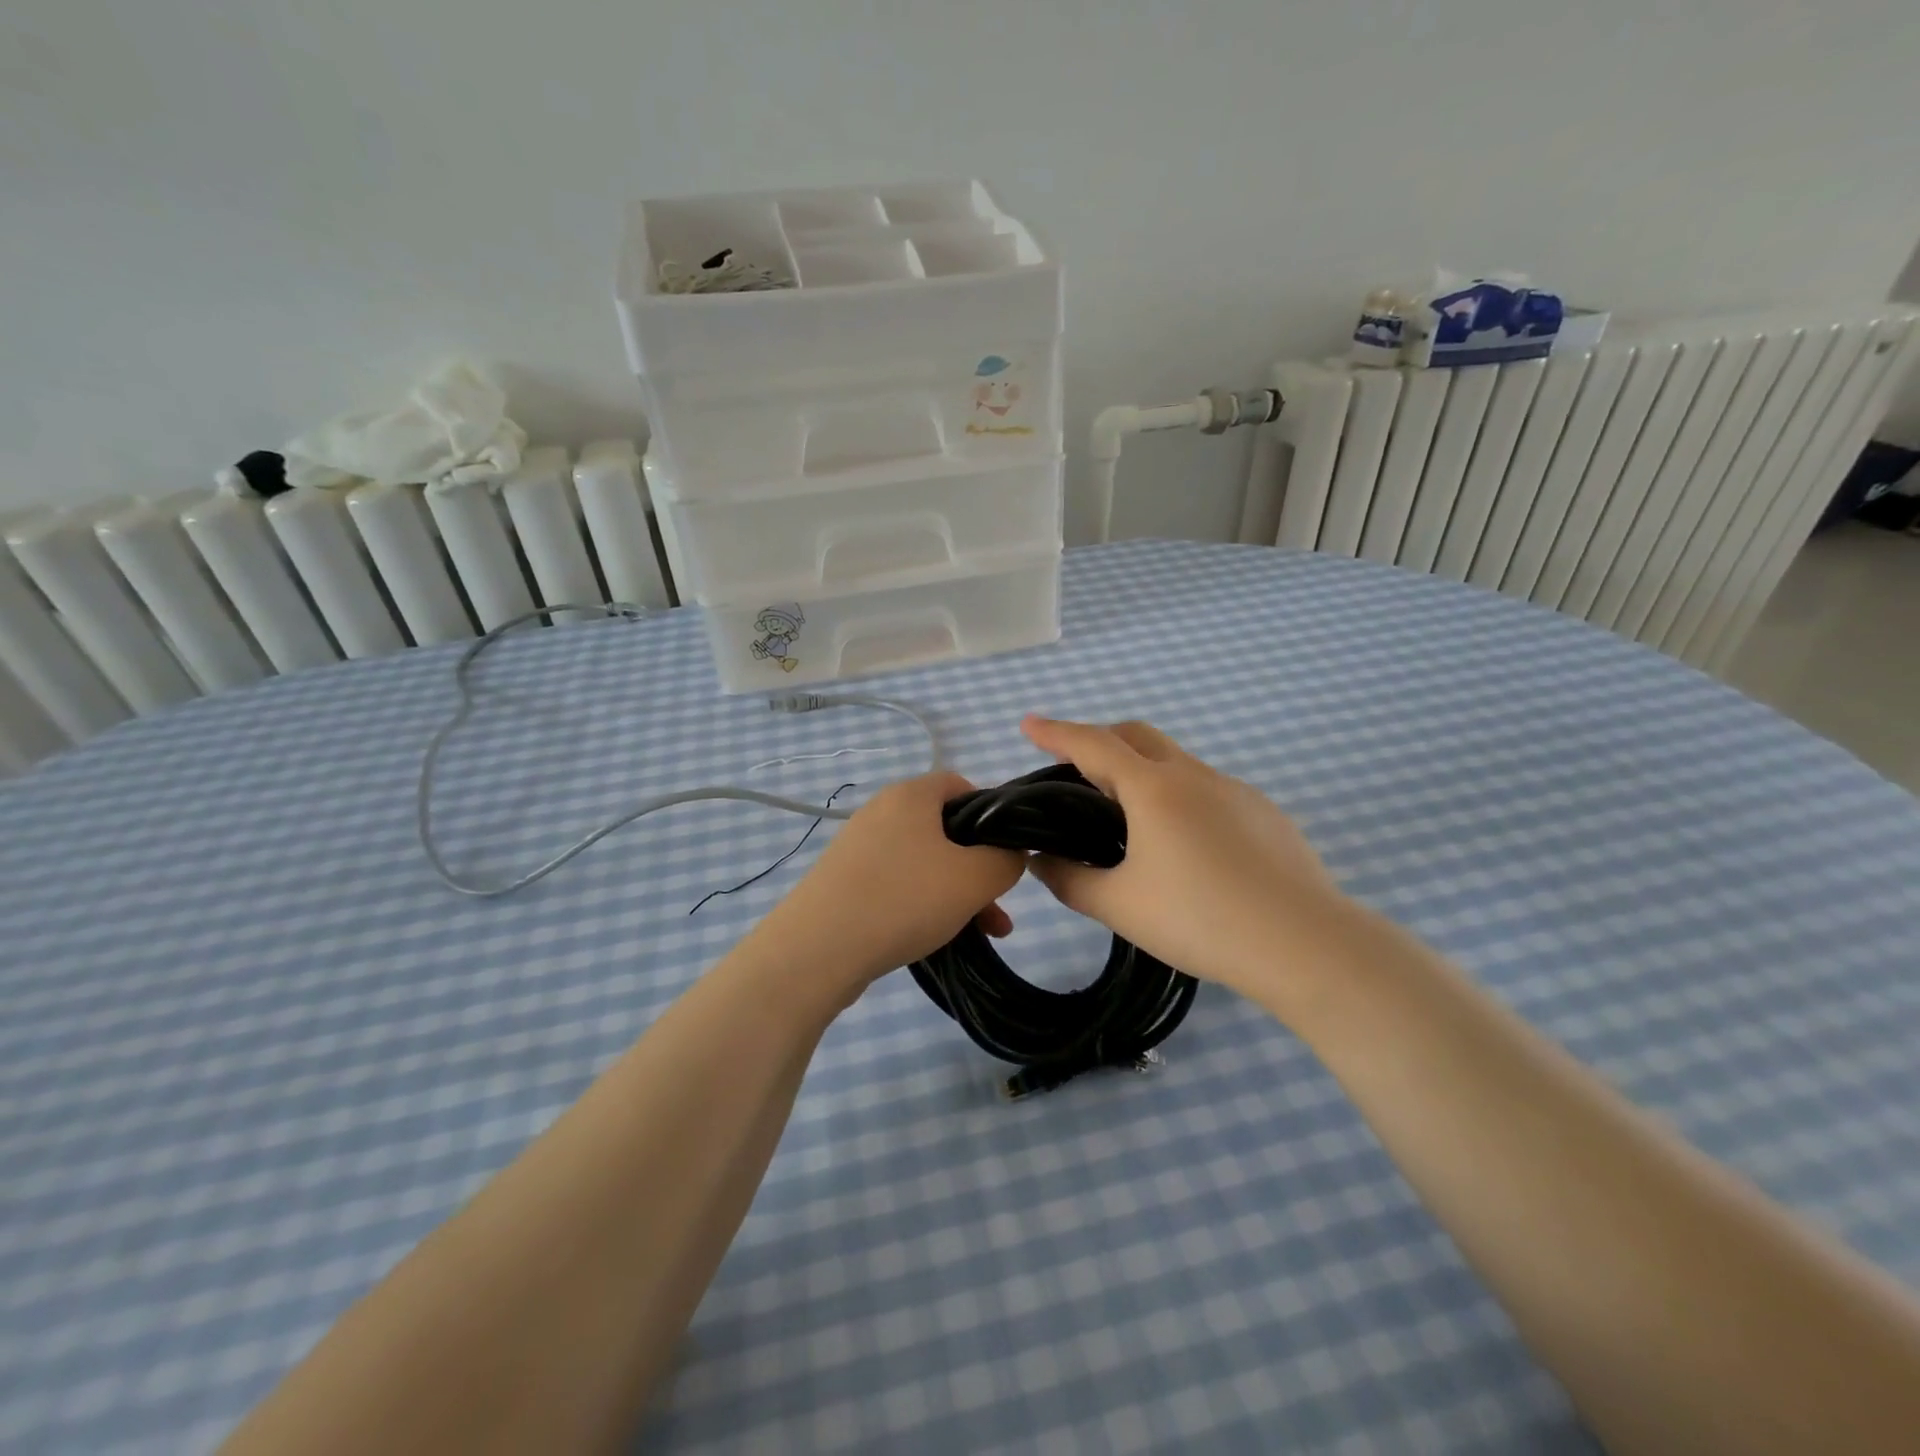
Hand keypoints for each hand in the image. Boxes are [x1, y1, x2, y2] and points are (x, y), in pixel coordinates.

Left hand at [754, 771, 1025, 998]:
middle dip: (978, 865)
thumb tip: (1010, 855)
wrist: (816, 950)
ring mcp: (859, 847)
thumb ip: (1006, 859)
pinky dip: (923, 904)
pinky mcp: (845, 881)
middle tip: (999, 902)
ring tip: (984, 932)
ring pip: (924, 862)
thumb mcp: (975, 878)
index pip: (960, 784)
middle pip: (945, 829)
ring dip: (957, 892)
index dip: (991, 813)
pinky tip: (940, 938)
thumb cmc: (903, 899)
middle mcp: (881, 812)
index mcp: (910, 795)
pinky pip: (897, 884)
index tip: (1006, 851)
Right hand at [1020, 716, 1352, 1010]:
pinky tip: (1186, 848)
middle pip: (1137, 736)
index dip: (1056, 732)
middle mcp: (1194, 776)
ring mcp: (1235, 791)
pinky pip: (1209, 791)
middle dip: (1100, 739)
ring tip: (1128, 821)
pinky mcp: (1265, 813)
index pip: (1093, 745)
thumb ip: (1070, 880)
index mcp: (1154, 789)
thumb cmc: (1201, 919)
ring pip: (1176, 763)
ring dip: (1142, 773)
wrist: (1305, 943)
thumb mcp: (1120, 906)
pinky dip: (1180, 799)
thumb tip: (1041, 862)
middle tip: (1074, 767)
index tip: (1028, 724)